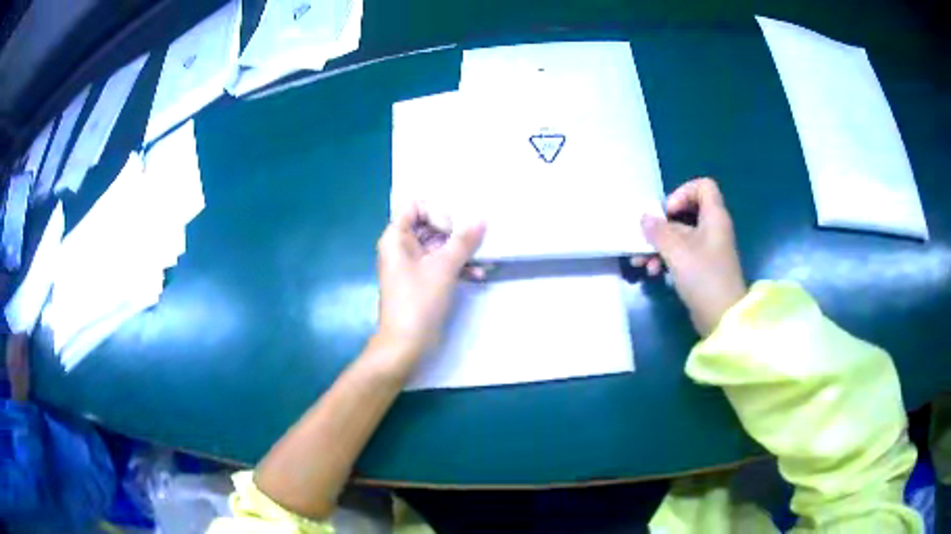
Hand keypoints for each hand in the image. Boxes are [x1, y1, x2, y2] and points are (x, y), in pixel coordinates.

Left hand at [376, 204, 485, 362]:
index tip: (453, 231)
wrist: (405, 345)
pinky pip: (439, 264)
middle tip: (474, 241)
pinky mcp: (421, 281)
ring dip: (460, 251)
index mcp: (396, 237)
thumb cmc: (419, 301)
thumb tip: (482, 219)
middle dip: (455, 232)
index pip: (416, 206)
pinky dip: (456, 266)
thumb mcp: (444, 268)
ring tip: (483, 258)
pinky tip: (478, 274)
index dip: (437, 213)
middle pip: (429, 224)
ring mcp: (411, 265)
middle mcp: (401, 247)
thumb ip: (464, 241)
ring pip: (438, 246)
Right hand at [633, 178, 746, 336]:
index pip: (703, 187)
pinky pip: (681, 255)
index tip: (667, 212)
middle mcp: (712, 230)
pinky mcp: (701, 269)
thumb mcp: (677, 252)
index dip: (682, 192)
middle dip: (661, 227)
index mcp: (714, 218)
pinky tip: (652, 272)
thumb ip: (659, 232)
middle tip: (644, 238)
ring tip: (641, 263)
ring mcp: (707, 250)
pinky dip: (666, 260)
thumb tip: (644, 218)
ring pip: (679, 237)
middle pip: (684, 214)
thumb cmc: (704, 278)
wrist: (722, 318)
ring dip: (658, 247)